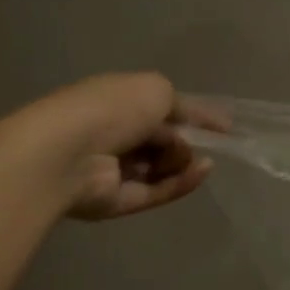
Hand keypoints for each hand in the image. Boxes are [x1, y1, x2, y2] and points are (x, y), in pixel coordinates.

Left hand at [3, 73, 228, 221]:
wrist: (65, 155)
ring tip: (187, 157)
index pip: (159, 108)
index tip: (224, 126)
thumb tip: (189, 124)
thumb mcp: (155, 88)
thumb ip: (181, 103)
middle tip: (196, 140)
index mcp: (114, 102)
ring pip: (163, 167)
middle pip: (163, 140)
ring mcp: (114, 170)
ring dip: (183, 160)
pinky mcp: (118, 201)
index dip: (192, 115)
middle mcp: (112, 135)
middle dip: (185, 139)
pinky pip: (158, 191)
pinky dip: (182, 182)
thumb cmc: (110, 111)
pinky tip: (202, 171)